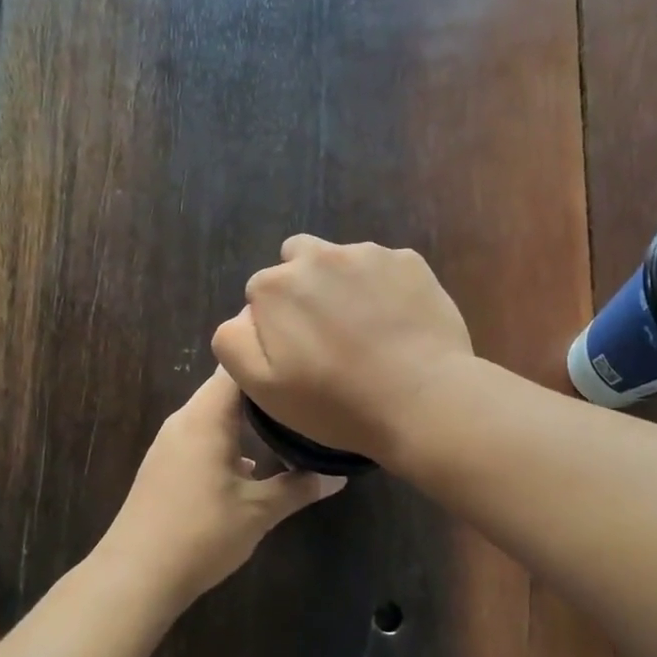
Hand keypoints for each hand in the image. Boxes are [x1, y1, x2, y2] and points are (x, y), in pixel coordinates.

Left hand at [97, 368, 344, 608]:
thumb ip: (299, 488)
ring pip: (214, 415)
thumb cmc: (201, 533)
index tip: (304, 366)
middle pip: (226, 389)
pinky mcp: (165, 467)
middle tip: (307, 397)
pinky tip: (254, 465)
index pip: (238, 369)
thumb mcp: (259, 511)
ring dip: (247, 420)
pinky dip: (229, 441)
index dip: (270, 360)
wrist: (135, 576)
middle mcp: (184, 421)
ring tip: (289, 426)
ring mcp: (170, 444)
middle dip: (265, 393)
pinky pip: (202, 438)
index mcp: (205, 417)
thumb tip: (338, 476)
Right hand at [211, 236, 472, 460]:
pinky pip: (385, 268)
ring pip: (342, 261)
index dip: (276, 324)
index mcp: (275, 285)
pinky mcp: (410, 261)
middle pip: (298, 261)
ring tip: (367, 331)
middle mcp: (317, 255)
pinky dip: (385, 288)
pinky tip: (398, 324)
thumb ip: (233, 343)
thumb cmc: (337, 402)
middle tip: (328, 334)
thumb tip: (245, 315)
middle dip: (305, 289)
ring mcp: (368, 254)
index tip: (298, 354)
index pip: (261, 293)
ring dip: (345, 285)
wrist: (422, 401)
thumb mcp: (262, 389)